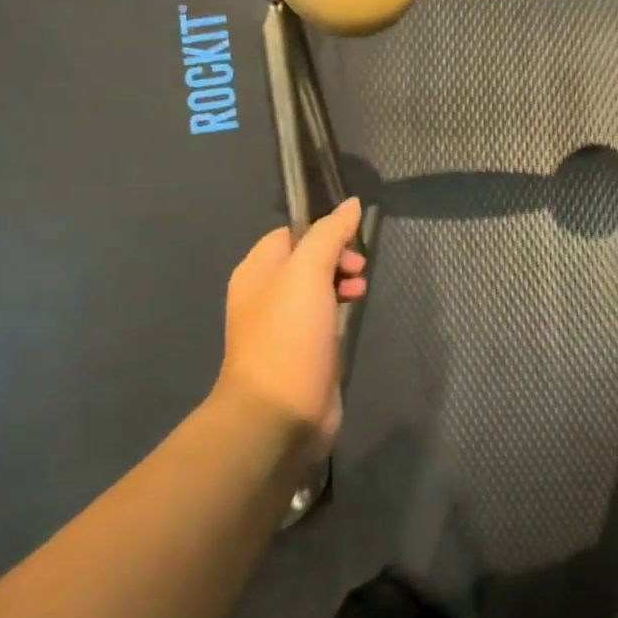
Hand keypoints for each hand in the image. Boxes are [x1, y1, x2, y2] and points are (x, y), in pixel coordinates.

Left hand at [211, 198, 367, 452]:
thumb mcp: (308, 274)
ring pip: (317, 290)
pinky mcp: (302, 352)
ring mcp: (283, 326)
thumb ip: (329, 235)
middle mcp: (265, 295)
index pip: (291, 234)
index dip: (323, 231)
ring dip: (342, 283)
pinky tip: (353, 317)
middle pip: (306, 261)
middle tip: (359, 270)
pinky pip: (322, 318)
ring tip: (361, 292)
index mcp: (256, 272)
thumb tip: (351, 204)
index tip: (353, 242)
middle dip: (338, 258)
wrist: (279, 413)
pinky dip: (339, 311)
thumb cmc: (289, 337)